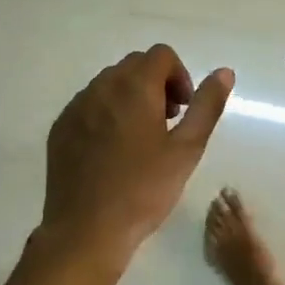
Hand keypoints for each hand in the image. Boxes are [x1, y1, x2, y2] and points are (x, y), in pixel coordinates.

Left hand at [40, 46, 233, 260]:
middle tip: (166, 124)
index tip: (182, 110)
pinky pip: (88, 105)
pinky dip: (105, 114)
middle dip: (156, 84)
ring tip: (140, 140)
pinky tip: (112, 152)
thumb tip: (224, 72)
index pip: (161, 54)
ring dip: (130, 98)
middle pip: (134, 65)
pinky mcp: (60, 127)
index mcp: (134, 87)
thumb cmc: (144, 190)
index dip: (179, 76)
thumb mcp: (187, 149)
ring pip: (109, 84)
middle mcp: (101, 86)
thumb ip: (206, 105)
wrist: (87, 230)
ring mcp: (75, 106)